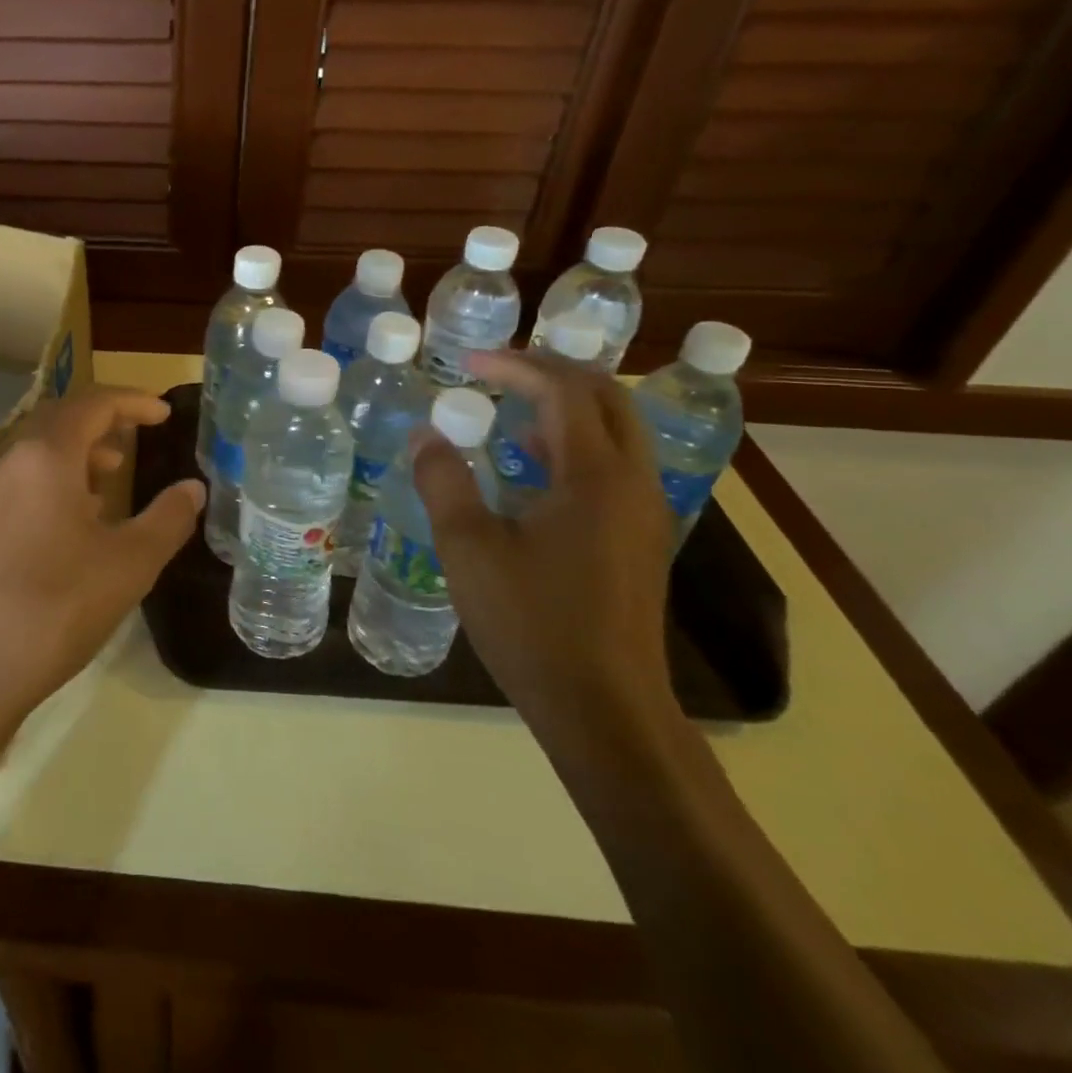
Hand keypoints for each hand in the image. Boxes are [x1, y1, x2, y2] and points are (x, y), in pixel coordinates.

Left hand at [0, 387, 203, 736]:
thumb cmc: (58, 608)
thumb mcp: (129, 564)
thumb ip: (168, 518)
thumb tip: (193, 489)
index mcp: (45, 456)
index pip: (93, 404)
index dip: (132, 401)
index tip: (162, 413)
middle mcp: (6, 459)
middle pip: (59, 418)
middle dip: (102, 422)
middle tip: (136, 439)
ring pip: (34, 448)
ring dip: (75, 451)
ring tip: (108, 479)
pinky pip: (16, 477)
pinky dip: (50, 477)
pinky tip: (69, 517)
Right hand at [412, 352, 677, 748]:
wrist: (604, 709)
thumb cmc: (531, 623)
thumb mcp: (469, 549)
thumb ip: (444, 482)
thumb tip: (426, 433)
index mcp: (596, 477)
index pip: (564, 392)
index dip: (516, 367)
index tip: (468, 363)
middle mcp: (633, 483)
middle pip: (607, 399)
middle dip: (553, 372)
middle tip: (498, 369)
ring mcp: (644, 514)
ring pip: (616, 432)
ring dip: (567, 406)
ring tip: (511, 405)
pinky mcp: (640, 541)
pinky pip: (613, 466)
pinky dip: (574, 443)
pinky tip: (532, 465)